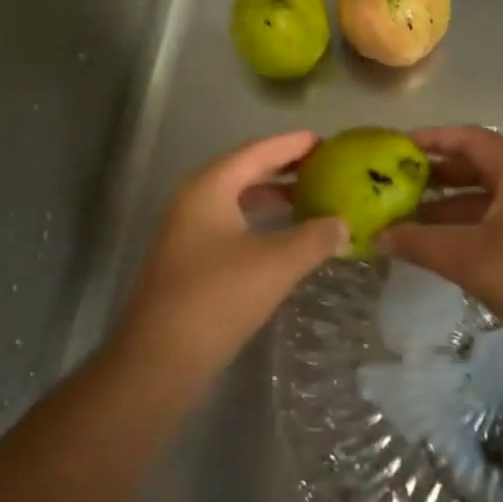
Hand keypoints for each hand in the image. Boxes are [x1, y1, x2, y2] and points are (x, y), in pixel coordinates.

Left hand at [114, 130, 346, 383]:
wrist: (160, 360)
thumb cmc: (218, 298)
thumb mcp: (276, 263)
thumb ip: (314, 237)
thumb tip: (342, 223)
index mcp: (209, 187)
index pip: (257, 151)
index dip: (292, 144)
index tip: (325, 140)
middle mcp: (194, 201)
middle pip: (244, 171)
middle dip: (284, 168)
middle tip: (324, 166)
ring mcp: (187, 232)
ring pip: (237, 200)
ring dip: (272, 197)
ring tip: (311, 197)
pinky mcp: (189, 260)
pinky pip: (231, 225)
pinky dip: (260, 222)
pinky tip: (285, 237)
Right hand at [383, 126, 502, 360]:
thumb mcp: (467, 257)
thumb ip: (418, 242)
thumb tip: (377, 235)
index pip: (468, 138)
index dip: (430, 139)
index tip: (395, 148)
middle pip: (475, 165)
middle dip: (434, 174)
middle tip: (393, 184)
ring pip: (483, 196)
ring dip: (445, 205)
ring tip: (404, 218)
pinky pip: (493, 219)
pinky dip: (463, 225)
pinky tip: (435, 244)